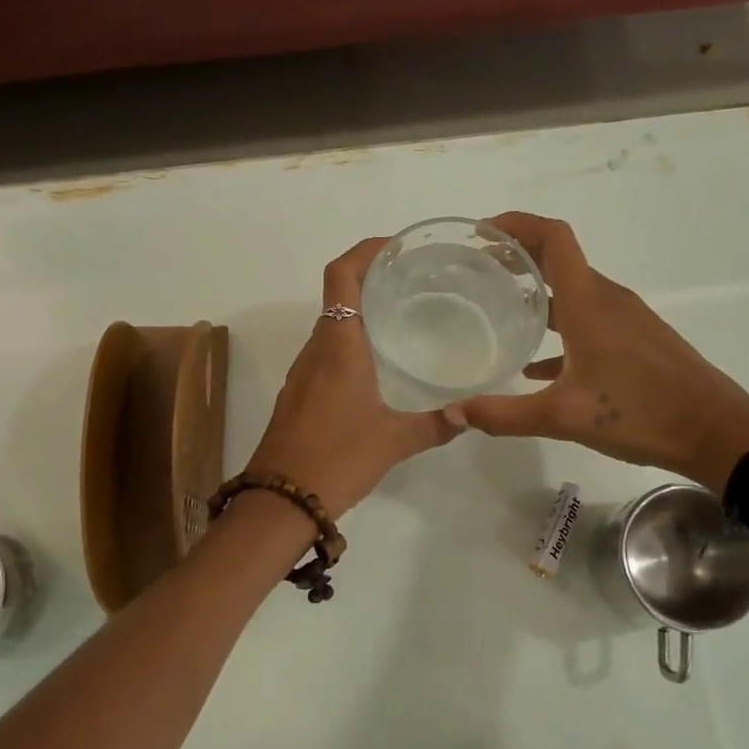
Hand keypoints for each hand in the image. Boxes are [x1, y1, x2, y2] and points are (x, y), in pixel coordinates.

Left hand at [245, 237, 461, 514]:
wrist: (279, 501)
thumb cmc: (337, 458)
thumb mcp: (394, 441)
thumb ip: (435, 425)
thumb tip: (468, 416)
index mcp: (339, 345)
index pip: (342, 276)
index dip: (365, 250)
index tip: (395, 247)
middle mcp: (316, 349)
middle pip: (338, 296)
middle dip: (371, 280)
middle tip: (414, 283)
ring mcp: (302, 373)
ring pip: (331, 327)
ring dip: (360, 314)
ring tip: (402, 320)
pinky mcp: (297, 395)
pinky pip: (325, 354)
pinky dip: (350, 344)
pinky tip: (377, 368)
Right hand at [445, 212, 748, 487]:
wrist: (717, 433)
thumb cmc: (641, 413)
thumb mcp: (564, 417)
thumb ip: (504, 415)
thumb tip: (454, 413)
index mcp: (589, 303)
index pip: (553, 238)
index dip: (517, 224)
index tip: (482, 232)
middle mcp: (608, 300)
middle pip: (560, 259)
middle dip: (518, 256)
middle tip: (478, 269)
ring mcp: (626, 319)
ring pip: (574, 291)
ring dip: (538, 291)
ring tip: (500, 307)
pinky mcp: (637, 341)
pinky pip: (589, 321)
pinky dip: (560, 328)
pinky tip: (538, 365)